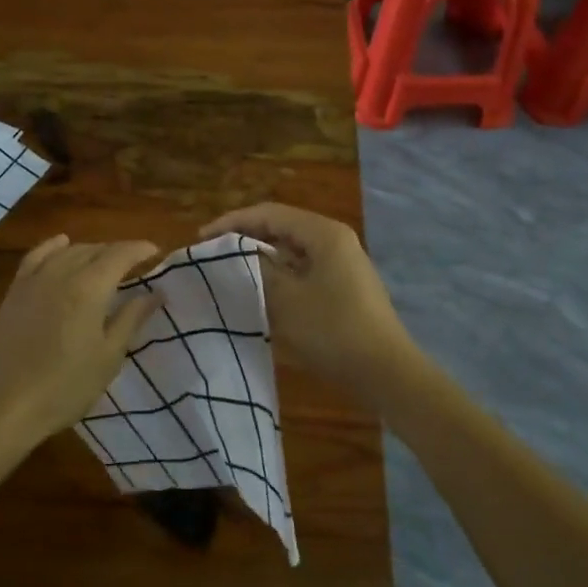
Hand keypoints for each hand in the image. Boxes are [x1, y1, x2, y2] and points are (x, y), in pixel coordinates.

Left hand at [0, 235, 164, 448]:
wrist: (3, 406)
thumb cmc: (65, 387)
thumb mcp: (108, 356)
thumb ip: (132, 318)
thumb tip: (156, 292)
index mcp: (90, 288)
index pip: (120, 254)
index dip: (140, 249)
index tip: (156, 252)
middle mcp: (61, 273)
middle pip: (94, 250)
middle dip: (118, 252)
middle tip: (136, 264)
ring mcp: (34, 281)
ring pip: (67, 252)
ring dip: (90, 251)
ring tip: (105, 261)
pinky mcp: (14, 292)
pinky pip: (36, 257)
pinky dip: (53, 247)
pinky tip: (61, 244)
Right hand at [199, 203, 417, 402]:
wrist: (385, 372)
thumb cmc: (333, 330)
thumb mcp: (286, 299)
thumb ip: (258, 270)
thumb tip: (236, 255)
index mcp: (324, 234)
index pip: (270, 214)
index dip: (233, 222)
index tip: (201, 239)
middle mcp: (335, 241)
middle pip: (282, 229)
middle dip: (246, 239)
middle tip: (212, 254)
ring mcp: (343, 265)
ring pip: (292, 252)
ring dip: (262, 259)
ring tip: (230, 272)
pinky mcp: (344, 289)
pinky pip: (303, 272)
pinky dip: (280, 277)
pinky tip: (260, 293)